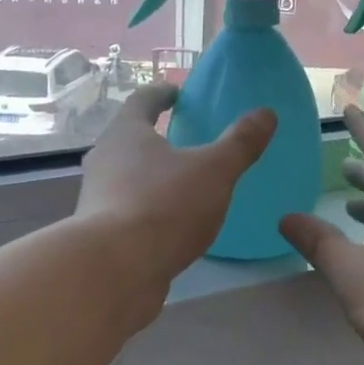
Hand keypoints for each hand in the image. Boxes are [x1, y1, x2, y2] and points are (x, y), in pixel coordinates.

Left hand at [75, 84, 274, 304]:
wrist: (114, 271)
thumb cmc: (164, 206)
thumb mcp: (213, 171)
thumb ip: (240, 143)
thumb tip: (266, 113)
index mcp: (126, 132)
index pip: (143, 100)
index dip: (163, 94)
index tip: (178, 93)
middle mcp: (104, 158)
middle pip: (129, 138)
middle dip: (155, 136)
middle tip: (185, 140)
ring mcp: (97, 197)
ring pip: (126, 175)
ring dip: (150, 174)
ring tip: (181, 184)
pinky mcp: (100, 232)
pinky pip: (128, 209)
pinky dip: (148, 208)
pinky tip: (170, 224)